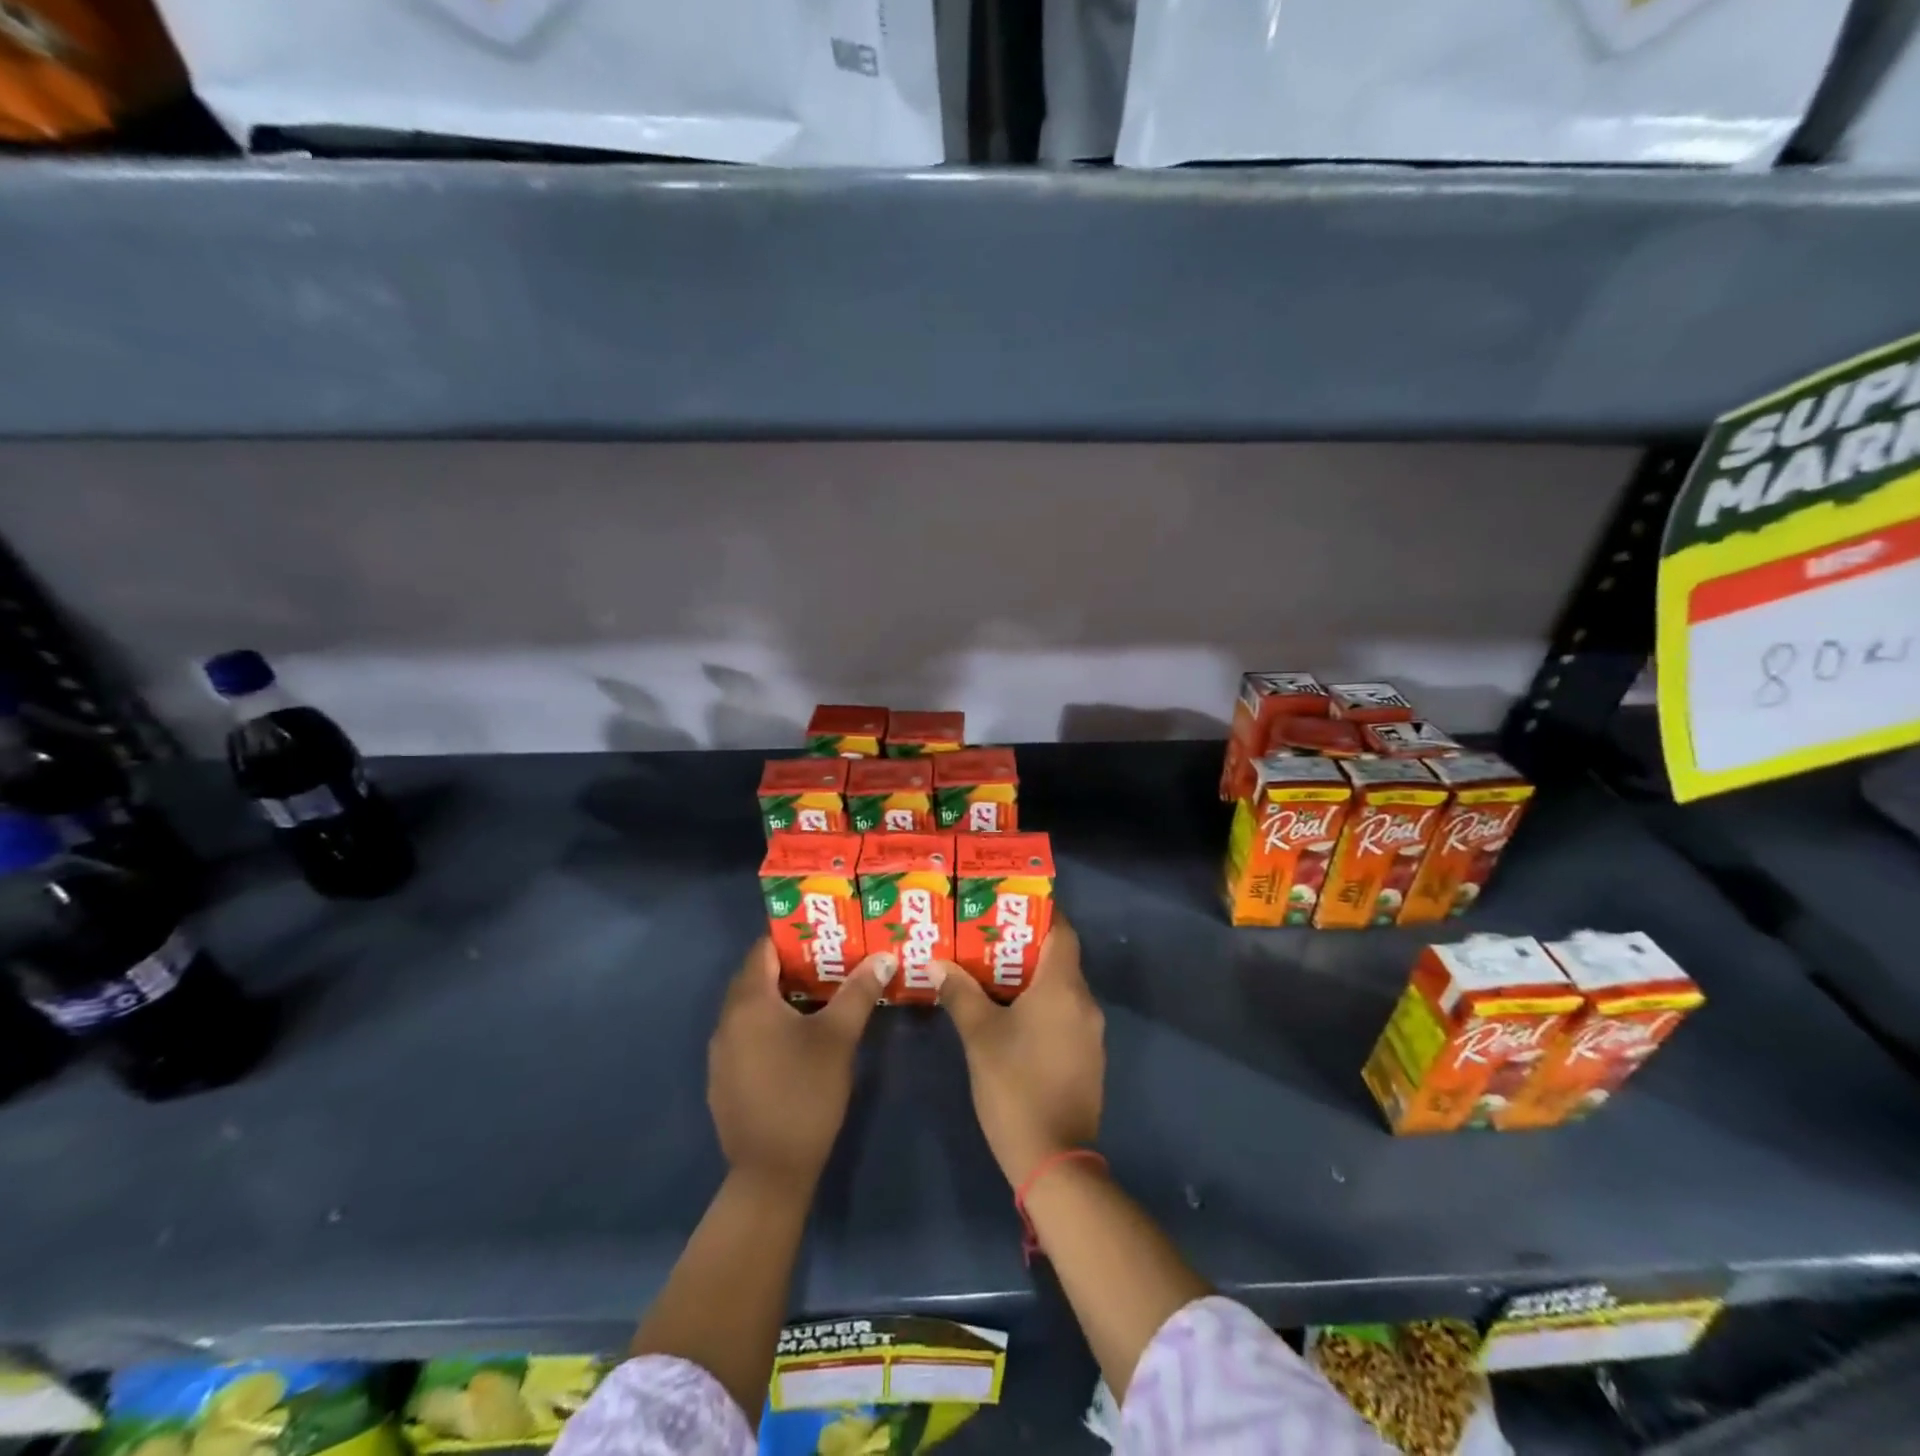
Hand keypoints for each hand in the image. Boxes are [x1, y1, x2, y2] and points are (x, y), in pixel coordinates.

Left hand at [708, 939, 891, 1190]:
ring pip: (751, 1008)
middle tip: (830, 959)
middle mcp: (727, 1020)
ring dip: (781, 996)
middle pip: (756, 977)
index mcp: (749, 1002)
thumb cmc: (806, 1093)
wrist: (771, 1171)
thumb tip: (884, 956)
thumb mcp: (839, 1037)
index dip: (793, 937)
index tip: (825, 932)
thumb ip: (859, 992)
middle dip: (791, 965)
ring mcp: (721, 1052)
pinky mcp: (724, 1078)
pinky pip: (746, 1034)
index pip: (764, 950)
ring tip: (821, 993)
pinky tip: (798, 1038)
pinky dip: (769, 1024)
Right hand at [932, 916, 1102, 1186]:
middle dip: (1026, 944)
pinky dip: (1042, 1004)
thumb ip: (960, 993)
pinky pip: (1065, 1013)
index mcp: (1063, 988)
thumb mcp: (979, 1036)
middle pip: (1060, 958)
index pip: (1062, 931)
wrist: (1053, 1159)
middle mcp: (1085, 1002)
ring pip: (1062, 988)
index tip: (1012, 901)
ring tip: (992, 970)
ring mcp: (1090, 1032)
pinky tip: (1011, 1013)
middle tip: (988, 934)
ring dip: (1032, 977)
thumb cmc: (1014, 1086)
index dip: (1041, 911)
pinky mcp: (1088, 1057)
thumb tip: (939, 963)